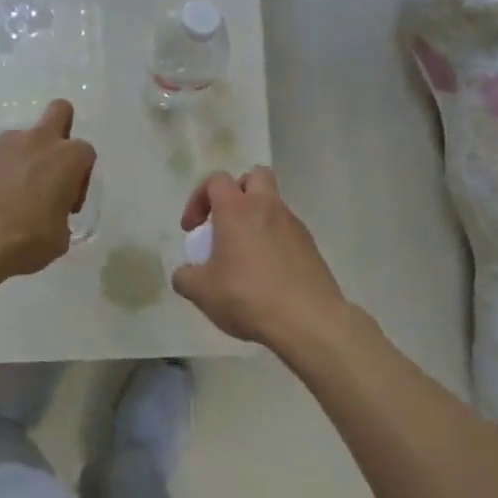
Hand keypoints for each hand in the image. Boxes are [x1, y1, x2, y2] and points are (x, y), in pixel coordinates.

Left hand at [0, 100, 96, 283]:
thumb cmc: (24, 241)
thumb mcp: (58, 240)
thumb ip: (61, 218)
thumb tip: (52, 218)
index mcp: (66, 158)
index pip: (86, 153)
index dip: (81, 178)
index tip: (68, 204)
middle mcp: (38, 141)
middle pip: (60, 111)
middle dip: (61, 130)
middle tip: (51, 168)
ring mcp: (4, 145)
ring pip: (24, 138)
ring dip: (27, 158)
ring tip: (16, 196)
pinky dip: (1, 172)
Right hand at [171, 168, 350, 349]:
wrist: (308, 320)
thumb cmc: (248, 296)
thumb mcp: (202, 292)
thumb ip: (185, 277)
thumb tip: (185, 273)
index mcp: (237, 209)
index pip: (216, 180)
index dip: (198, 198)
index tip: (193, 229)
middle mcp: (267, 207)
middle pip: (255, 176)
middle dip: (237, 192)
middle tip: (226, 222)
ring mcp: (294, 225)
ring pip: (273, 204)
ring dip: (257, 219)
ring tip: (245, 256)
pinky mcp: (311, 246)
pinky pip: (288, 231)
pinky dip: (274, 241)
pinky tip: (268, 274)